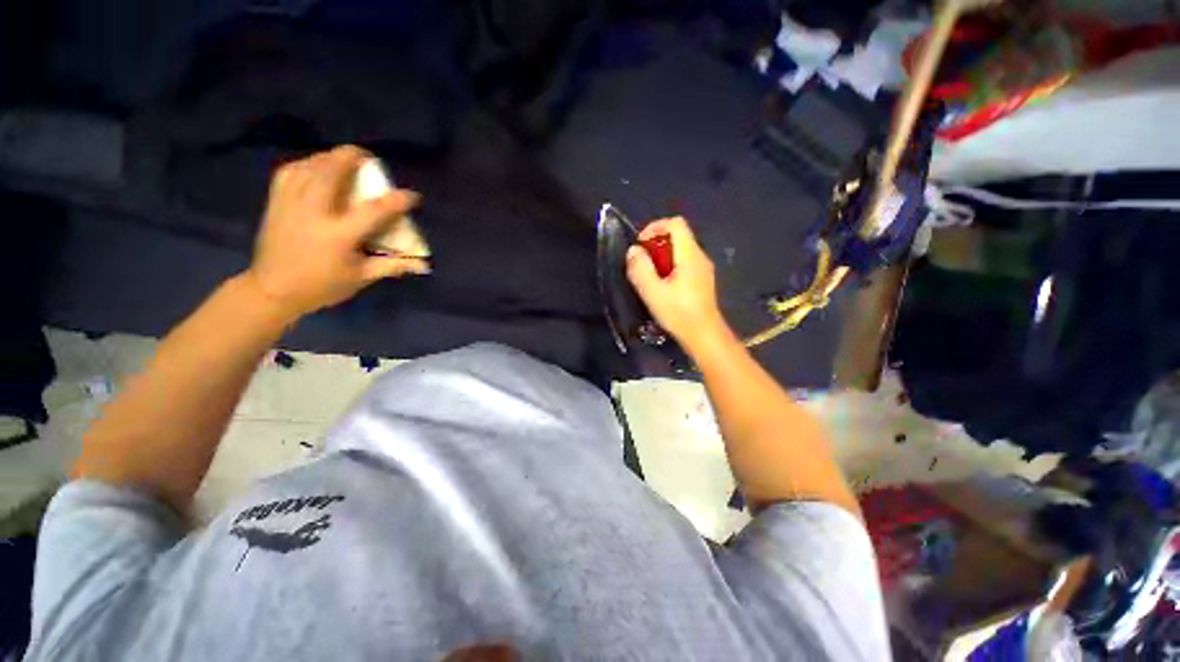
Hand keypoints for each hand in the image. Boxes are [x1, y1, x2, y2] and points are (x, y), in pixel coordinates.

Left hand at [246, 145, 428, 318]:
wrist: (273, 289)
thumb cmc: (322, 286)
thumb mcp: (361, 278)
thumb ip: (392, 266)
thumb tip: (422, 264)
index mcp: (338, 235)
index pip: (373, 211)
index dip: (396, 200)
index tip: (412, 195)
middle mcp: (313, 212)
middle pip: (332, 172)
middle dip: (352, 157)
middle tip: (368, 158)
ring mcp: (291, 204)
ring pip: (310, 166)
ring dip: (330, 158)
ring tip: (344, 159)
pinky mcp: (276, 202)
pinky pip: (290, 171)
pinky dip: (306, 164)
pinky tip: (315, 167)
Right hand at [626, 217, 730, 349]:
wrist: (704, 335)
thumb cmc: (678, 313)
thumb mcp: (652, 292)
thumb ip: (640, 268)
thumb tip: (634, 251)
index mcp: (690, 254)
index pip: (675, 223)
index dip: (655, 227)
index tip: (641, 246)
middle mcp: (700, 256)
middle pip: (677, 236)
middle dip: (655, 244)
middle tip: (642, 264)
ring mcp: (703, 269)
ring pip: (680, 250)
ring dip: (661, 257)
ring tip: (649, 277)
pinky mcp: (702, 281)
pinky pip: (684, 263)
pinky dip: (669, 267)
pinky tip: (662, 287)